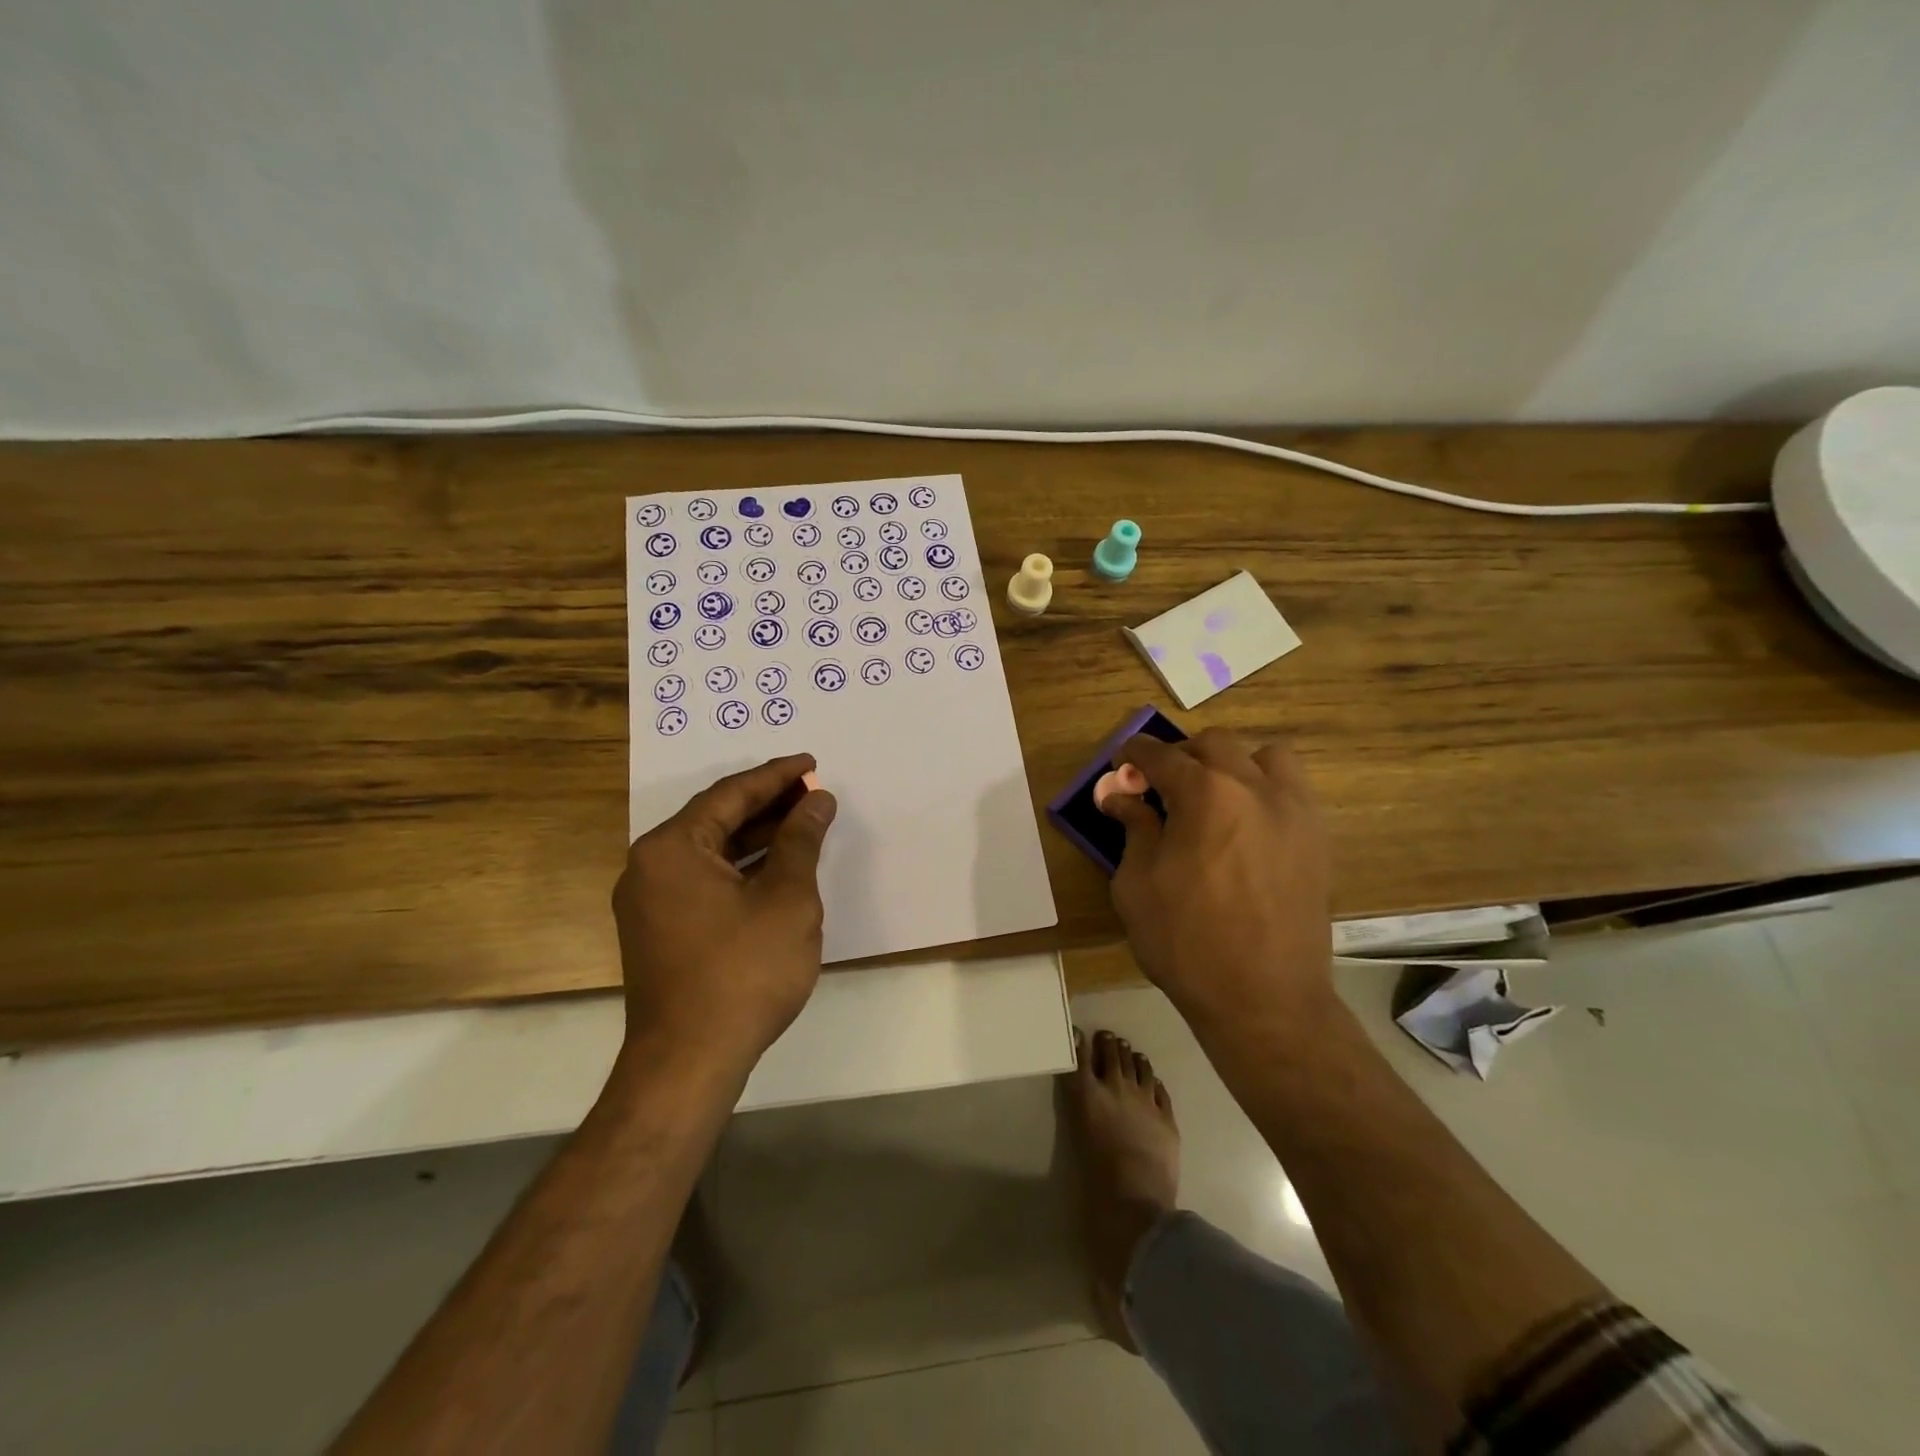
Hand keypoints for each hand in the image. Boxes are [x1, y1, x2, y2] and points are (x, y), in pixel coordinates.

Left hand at [613, 754, 837, 1075]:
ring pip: (710, 851)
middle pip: (716, 819)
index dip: (777, 776)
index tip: (812, 763)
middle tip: (813, 792)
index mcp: (672, 848)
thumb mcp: (786, 898)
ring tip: (804, 824)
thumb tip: (817, 800)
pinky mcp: (659, 930)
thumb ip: (801, 840)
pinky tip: (777, 868)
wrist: (690, 1062)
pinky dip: (741, 868)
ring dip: (757, 837)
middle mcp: (649, 866)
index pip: (730, 794)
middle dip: (768, 804)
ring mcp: (649, 901)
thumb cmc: (744, 971)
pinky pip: (704, 880)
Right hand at [1102, 730, 1334, 1038]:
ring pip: (1265, 757)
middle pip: (1213, 744)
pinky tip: (1247, 827)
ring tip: (1215, 799)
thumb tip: (1120, 795)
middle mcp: (1253, 787)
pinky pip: (1292, 791)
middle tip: (1161, 788)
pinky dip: (1265, 791)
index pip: (1161, 755)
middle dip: (1181, 756)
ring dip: (1233, 765)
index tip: (1120, 765)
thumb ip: (1132, 828)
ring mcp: (1294, 811)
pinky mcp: (1317, 839)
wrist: (1264, 999)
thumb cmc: (1186, 941)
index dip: (1133, 754)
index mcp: (1204, 793)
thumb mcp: (1137, 884)